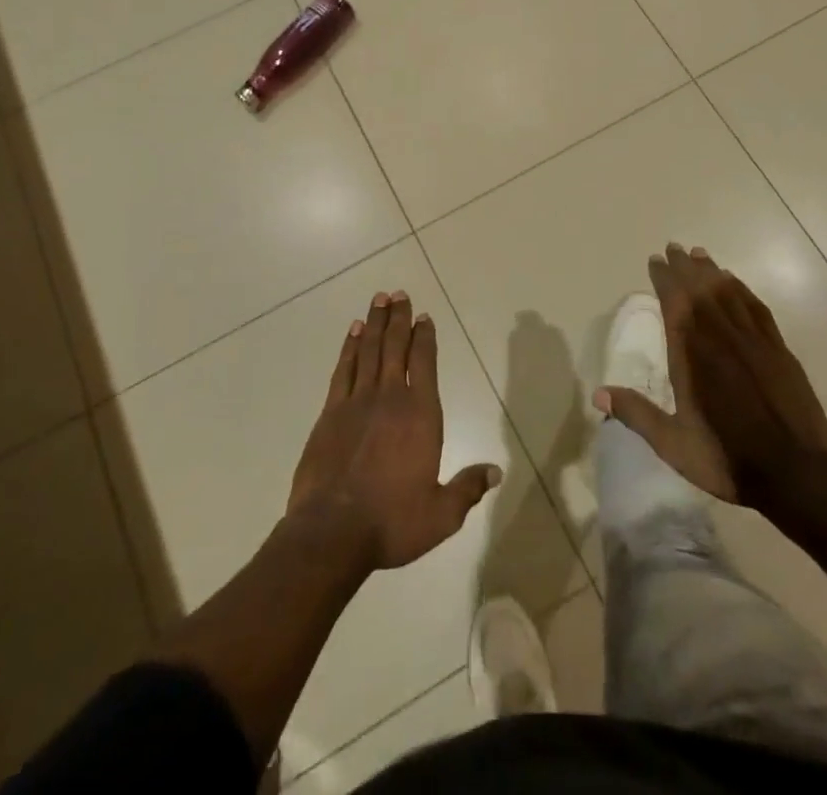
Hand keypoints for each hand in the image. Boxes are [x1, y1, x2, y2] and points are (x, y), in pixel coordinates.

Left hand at [289, 291, 500, 571]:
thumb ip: (467, 489)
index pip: (425, 363)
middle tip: (399, 293)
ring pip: (369, 351)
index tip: (425, 316)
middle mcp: (390, 398)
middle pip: (395, 347)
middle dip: (399, 318)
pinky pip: (344, 369)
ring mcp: (357, 402)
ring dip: (376, 323)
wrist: (331, 533)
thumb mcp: (441, 514)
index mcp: (421, 414)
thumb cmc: (391, 522)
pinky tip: (354, 332)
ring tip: (379, 300)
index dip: (425, 337)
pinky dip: (350, 347)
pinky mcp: (330, 413)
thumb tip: (496, 471)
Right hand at [599, 245, 826, 511]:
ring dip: (711, 271)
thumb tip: (598, 393)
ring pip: (728, 293)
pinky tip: (734, 282)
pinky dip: (741, 289)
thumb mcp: (675, 444)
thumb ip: (637, 415)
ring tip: (699, 254)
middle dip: (685, 267)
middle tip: (673, 247)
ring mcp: (754, 340)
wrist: (797, 473)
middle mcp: (721, 338)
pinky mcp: (778, 349)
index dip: (664, 279)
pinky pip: (755, 307)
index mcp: (693, 356)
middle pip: (700, 290)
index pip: (675, 303)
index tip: (655, 261)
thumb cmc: (728, 458)